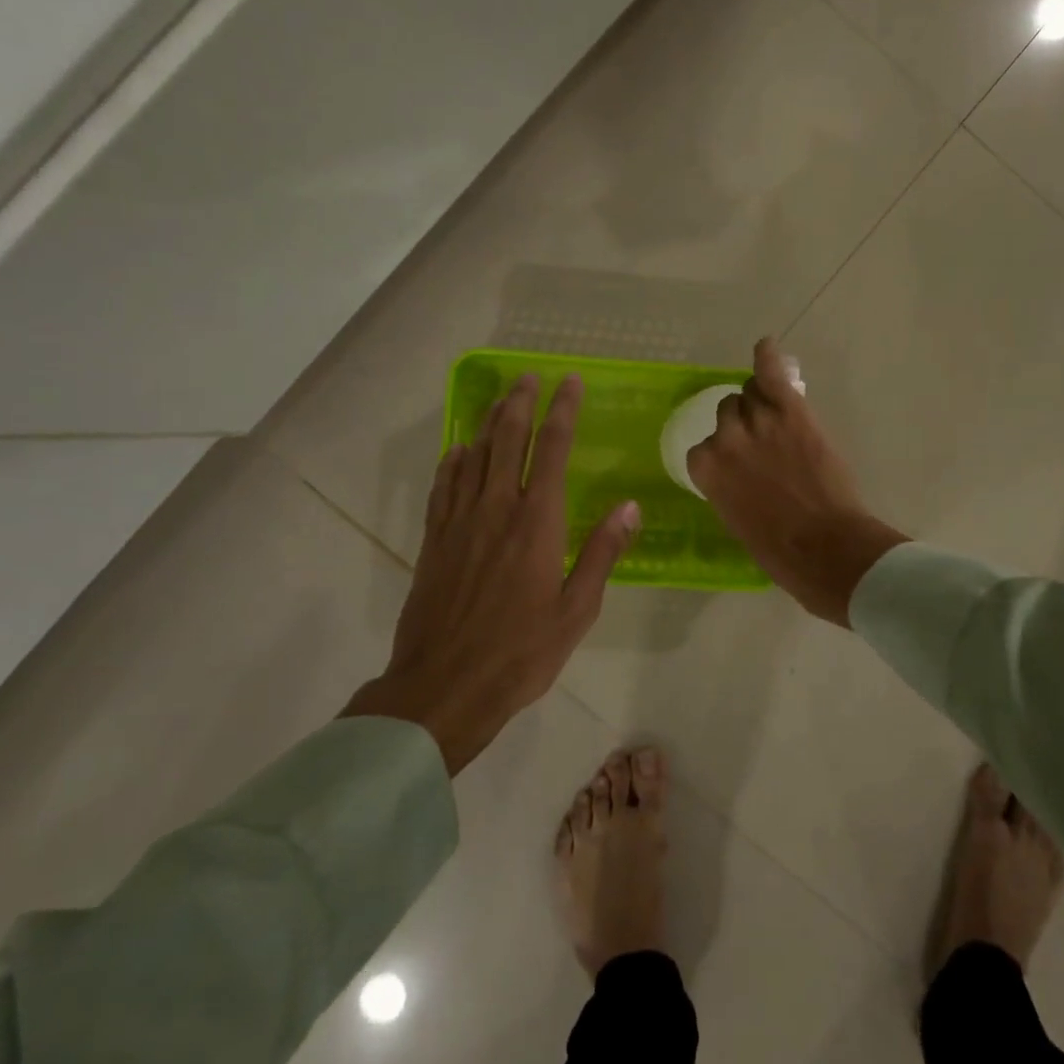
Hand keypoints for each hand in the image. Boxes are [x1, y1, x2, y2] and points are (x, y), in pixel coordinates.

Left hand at [345, 373, 639, 773]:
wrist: (444, 686)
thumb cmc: (521, 652)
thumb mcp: (577, 609)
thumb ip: (602, 553)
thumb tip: (629, 507)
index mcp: (537, 522)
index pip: (551, 449)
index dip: (562, 411)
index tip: (569, 382)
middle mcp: (496, 508)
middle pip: (507, 439)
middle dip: (520, 403)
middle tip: (529, 377)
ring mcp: (460, 521)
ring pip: (474, 455)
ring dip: (489, 422)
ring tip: (501, 400)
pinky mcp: (435, 540)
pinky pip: (444, 486)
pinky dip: (454, 461)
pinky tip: (459, 450)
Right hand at [687, 337, 909, 626]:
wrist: (824, 548)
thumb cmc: (778, 549)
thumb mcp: (736, 519)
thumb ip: (728, 485)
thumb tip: (738, 473)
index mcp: (706, 470)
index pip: (705, 447)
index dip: (726, 454)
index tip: (741, 465)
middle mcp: (725, 439)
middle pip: (728, 413)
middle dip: (743, 426)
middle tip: (767, 445)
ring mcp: (759, 422)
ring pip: (750, 393)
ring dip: (761, 403)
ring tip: (778, 415)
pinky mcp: (791, 413)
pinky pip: (772, 374)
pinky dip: (768, 359)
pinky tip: (766, 347)